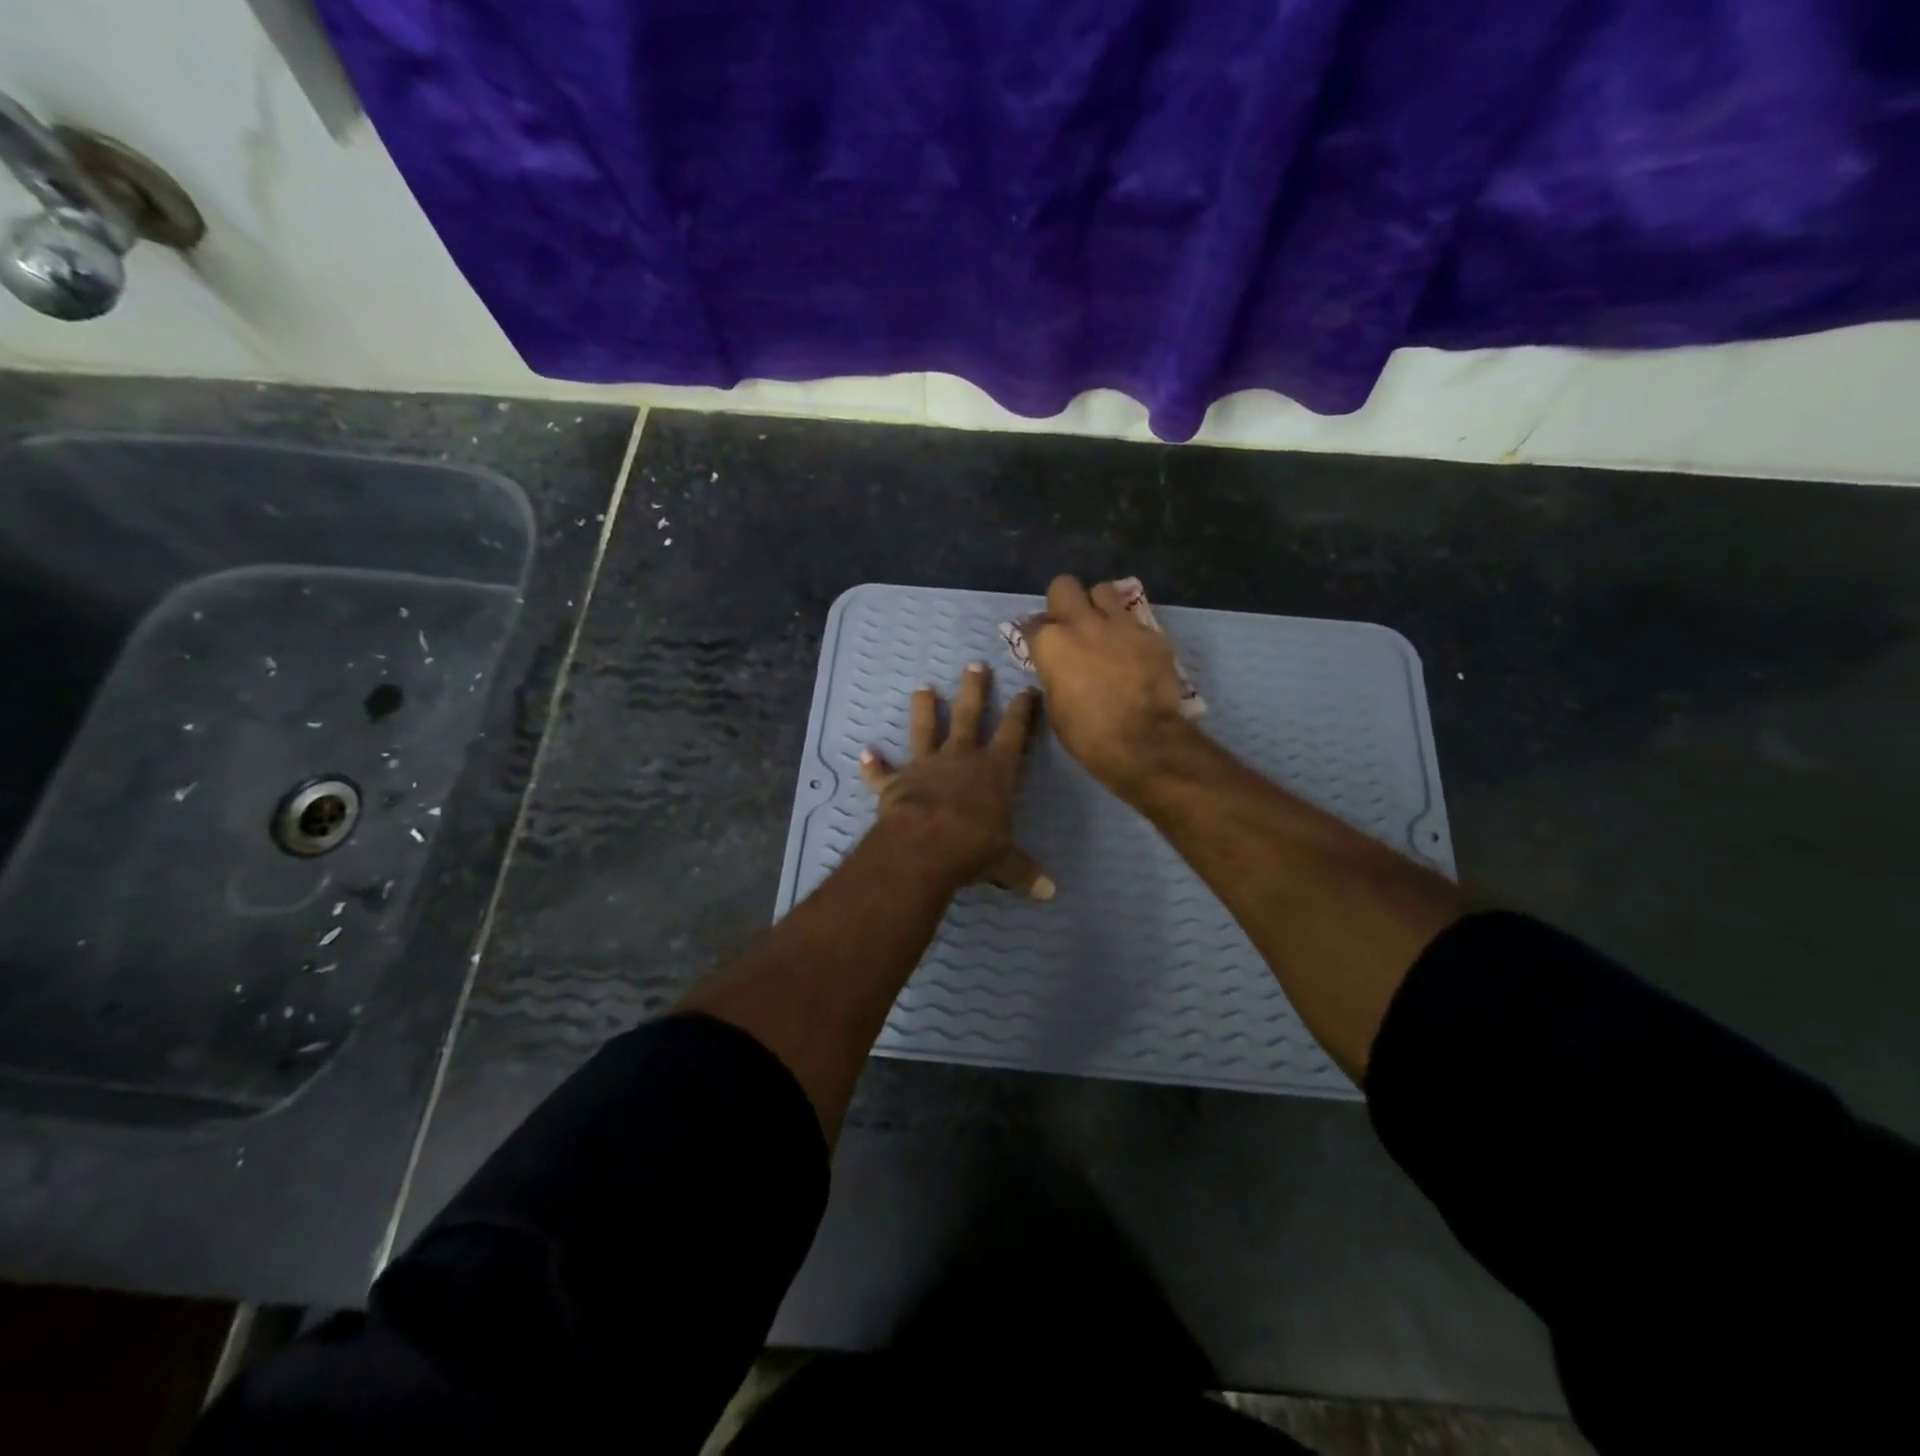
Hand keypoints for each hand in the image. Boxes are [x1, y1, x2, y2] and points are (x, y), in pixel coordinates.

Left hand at [860, 663, 1053, 898]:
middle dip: (974, 690)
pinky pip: (882, 773)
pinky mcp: (895, 784)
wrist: (923, 847)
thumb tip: (1050, 893)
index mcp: (994, 771)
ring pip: (925, 730)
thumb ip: (1023, 871)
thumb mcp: (1004, 861)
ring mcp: (925, 767)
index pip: (1014, 733)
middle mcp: (960, 759)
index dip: (1023, 711)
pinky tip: (865, 754)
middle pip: (969, 716)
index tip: (1027, 690)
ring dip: (924, 710)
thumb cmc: (973, 847)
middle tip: (974, 665)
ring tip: (923, 689)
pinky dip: (873, 765)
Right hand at [1021, 575, 1194, 797]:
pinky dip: (1128, 631)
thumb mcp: (1055, 706)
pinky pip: (1133, 619)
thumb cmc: (1087, 733)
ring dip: (1099, 605)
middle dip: (1064, 601)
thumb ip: (1053, 675)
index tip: (1039, 645)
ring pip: (1103, 590)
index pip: (1031, 623)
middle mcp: (1081, 623)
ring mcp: (1118, 624)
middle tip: (1069, 624)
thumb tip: (1057, 667)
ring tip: (1103, 627)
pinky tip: (1132, 650)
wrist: (1141, 740)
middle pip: (1064, 586)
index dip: (1035, 635)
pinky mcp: (1150, 632)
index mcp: (1050, 643)